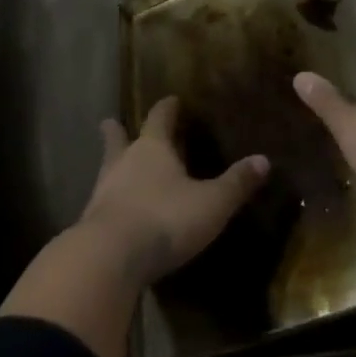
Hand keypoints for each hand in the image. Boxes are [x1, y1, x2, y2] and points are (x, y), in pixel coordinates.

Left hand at [77, 97, 268, 286]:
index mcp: (152, 148)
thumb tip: (263, 159)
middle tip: (113, 121)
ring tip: (116, 165)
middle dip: (119, 130)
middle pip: (118, 138)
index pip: (159, 117)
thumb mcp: (211, 204)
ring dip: (112, 164)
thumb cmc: (165, 218)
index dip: (167, 108)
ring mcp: (103, 190)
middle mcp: (124, 161)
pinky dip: (111, 198)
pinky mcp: (93, 220)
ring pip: (107, 167)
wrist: (110, 256)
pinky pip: (103, 200)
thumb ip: (235, 183)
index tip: (171, 100)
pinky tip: (116, 208)